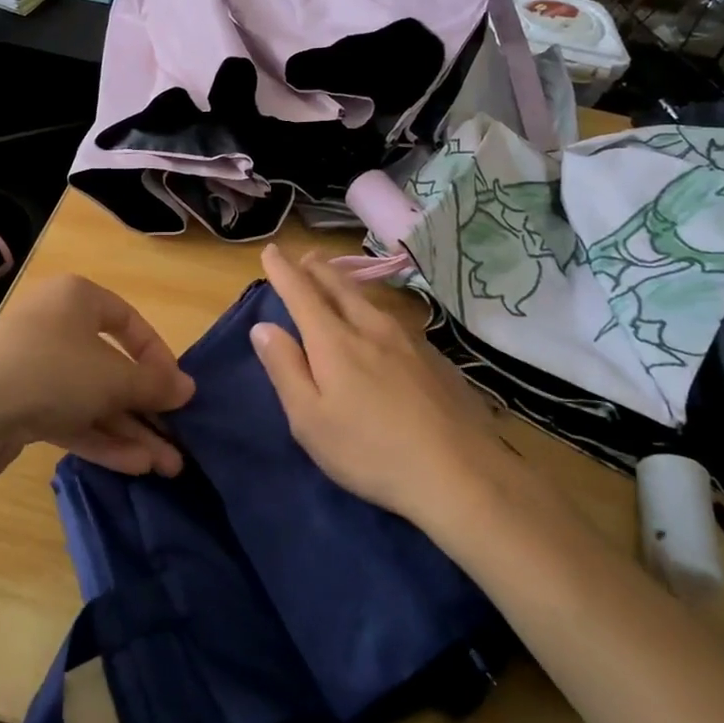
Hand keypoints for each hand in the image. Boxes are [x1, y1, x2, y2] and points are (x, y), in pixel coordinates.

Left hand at [0, 273, 193, 478]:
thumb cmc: (51, 371)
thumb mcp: (113, 377)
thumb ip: (153, 384)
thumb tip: (188, 388)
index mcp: (76, 299)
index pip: (129, 321)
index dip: (158, 356)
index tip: (177, 389)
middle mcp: (55, 326)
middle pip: (111, 367)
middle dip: (146, 407)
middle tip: (177, 439)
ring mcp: (34, 367)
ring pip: (92, 398)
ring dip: (129, 430)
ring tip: (167, 466)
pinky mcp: (19, 405)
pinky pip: (69, 418)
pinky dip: (100, 438)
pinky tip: (134, 466)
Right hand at [252, 245, 506, 525]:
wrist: (460, 472)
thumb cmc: (370, 451)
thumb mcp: (310, 420)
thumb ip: (285, 369)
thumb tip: (264, 327)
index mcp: (335, 341)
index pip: (301, 292)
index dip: (283, 270)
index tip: (271, 251)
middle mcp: (371, 327)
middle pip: (339, 285)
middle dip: (317, 268)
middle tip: (304, 257)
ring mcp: (409, 339)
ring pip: (369, 299)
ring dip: (345, 283)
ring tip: (336, 280)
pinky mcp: (435, 356)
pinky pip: (393, 318)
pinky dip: (373, 308)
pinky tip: (378, 323)